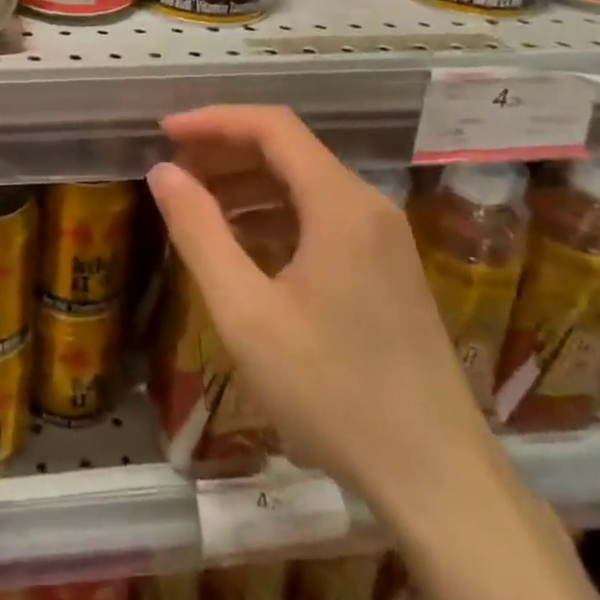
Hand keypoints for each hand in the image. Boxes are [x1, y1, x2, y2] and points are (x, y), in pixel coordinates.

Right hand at [146, 106, 500, 526]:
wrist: (436, 479)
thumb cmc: (332, 392)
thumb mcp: (246, 313)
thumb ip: (199, 233)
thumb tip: (163, 172)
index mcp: (340, 204)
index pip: (272, 127)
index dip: (214, 120)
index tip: (165, 131)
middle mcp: (368, 207)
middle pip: (290, 150)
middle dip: (226, 150)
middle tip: (173, 169)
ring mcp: (384, 240)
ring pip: (305, 184)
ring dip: (248, 183)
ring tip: (196, 202)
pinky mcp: (387, 270)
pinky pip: (321, 218)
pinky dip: (274, 215)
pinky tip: (242, 242)